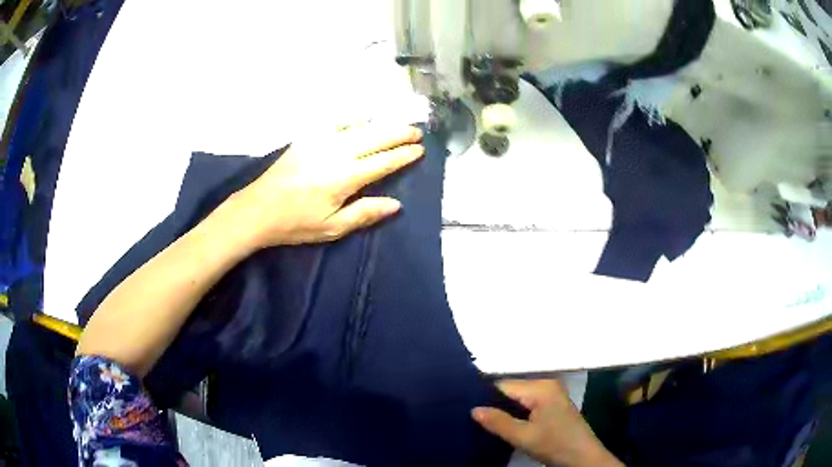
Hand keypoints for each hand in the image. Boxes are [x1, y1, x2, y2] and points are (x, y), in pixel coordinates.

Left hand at [226, 123, 423, 249]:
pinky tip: (362, 118)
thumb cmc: (295, 223)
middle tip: (417, 131)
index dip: (403, 155)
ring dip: (381, 124)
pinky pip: (336, 121)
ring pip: (359, 126)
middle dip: (399, 133)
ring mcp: (320, 141)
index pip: (383, 162)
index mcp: (344, 177)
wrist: (258, 209)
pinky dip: (353, 118)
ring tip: (398, 123)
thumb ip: (365, 213)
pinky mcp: (307, 137)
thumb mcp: (332, 228)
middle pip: (375, 137)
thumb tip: (396, 204)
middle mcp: (336, 153)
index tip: (419, 150)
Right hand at [472, 379, 623, 466]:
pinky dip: (514, 413)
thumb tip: (472, 409)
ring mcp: (550, 394)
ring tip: (483, 422)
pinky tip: (503, 424)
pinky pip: (526, 404)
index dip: (484, 397)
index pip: (503, 386)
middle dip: (493, 404)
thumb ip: (498, 422)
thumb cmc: (555, 444)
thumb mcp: (524, 437)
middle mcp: (546, 384)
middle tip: (471, 418)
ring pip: (517, 399)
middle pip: (510, 391)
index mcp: (541, 387)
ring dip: (503, 410)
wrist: (583, 458)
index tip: (464, 408)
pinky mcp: (552, 405)